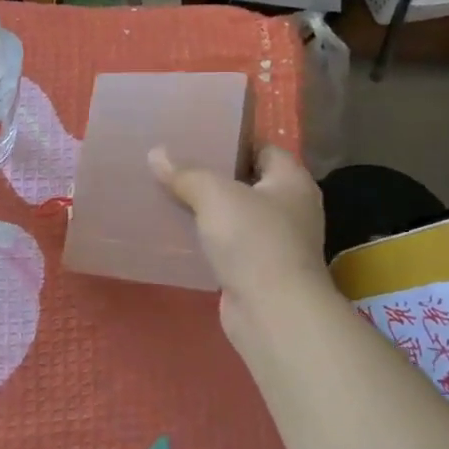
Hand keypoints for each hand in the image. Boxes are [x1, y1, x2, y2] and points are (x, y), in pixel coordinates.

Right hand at [150, 145, 331, 346]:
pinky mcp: (258, 271)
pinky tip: (177, 233)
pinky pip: (228, 245)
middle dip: (213, 174)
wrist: (273, 313)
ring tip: (168, 193)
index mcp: (292, 181)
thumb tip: (157, 153)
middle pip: (247, 181)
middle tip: (174, 162)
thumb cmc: (254, 240)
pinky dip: (207, 240)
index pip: (263, 148)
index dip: (232, 140)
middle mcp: (290, 209)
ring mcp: (276, 242)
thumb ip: (186, 173)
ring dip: (207, 209)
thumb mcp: (215, 195)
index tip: (197, 135)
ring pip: (235, 216)